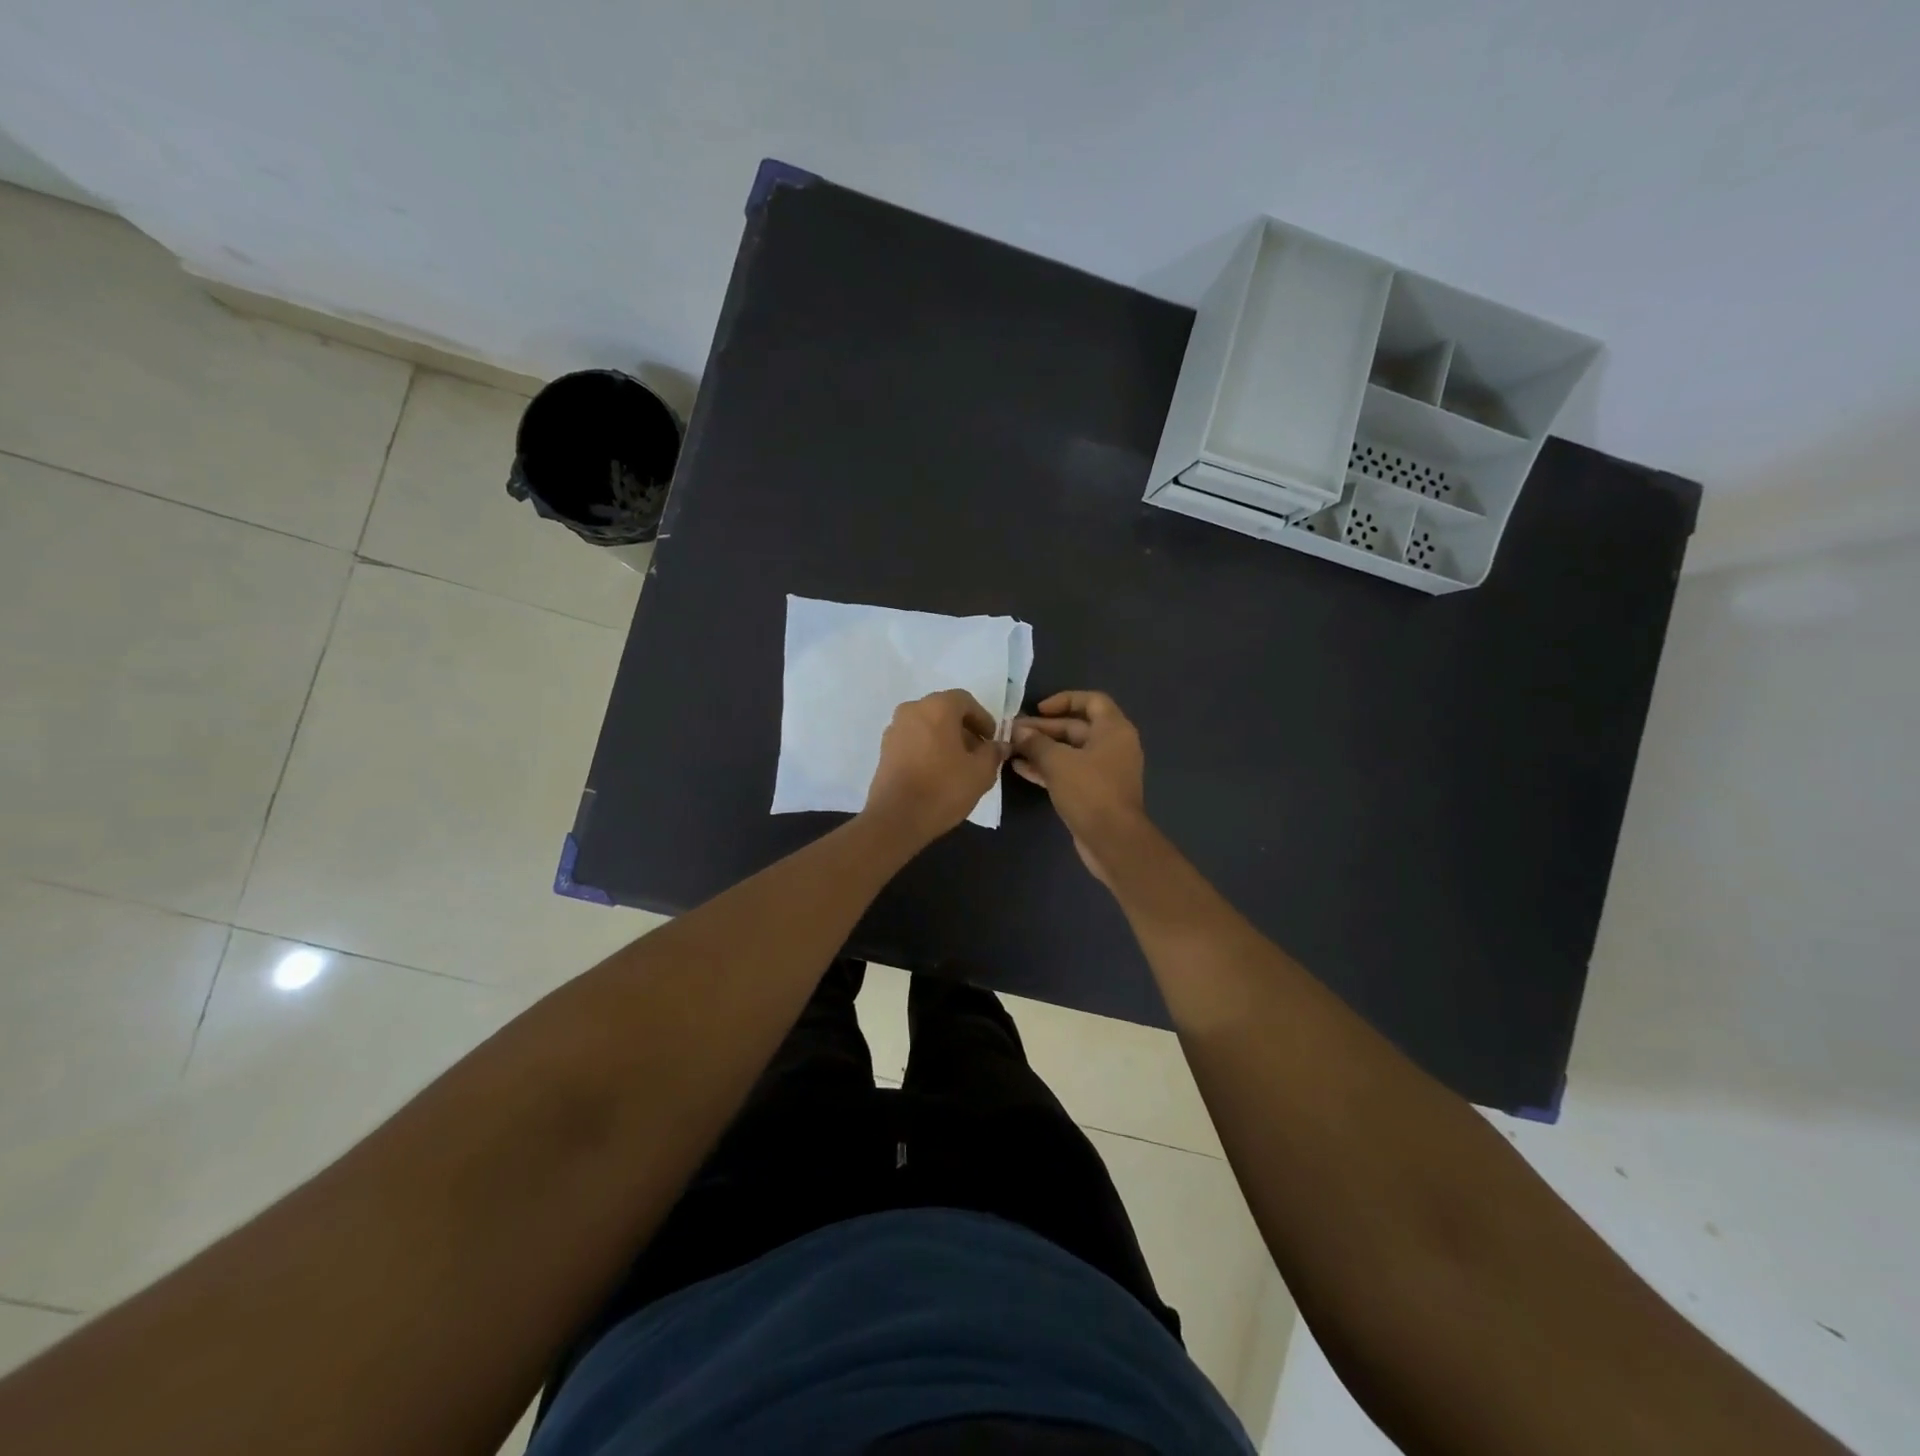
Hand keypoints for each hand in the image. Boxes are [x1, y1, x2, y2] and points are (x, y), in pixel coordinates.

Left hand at [863, 690, 1008, 846]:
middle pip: (944, 711)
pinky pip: (913, 739)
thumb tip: (998, 746)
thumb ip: (993, 753)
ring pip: (927, 725)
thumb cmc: (943, 789)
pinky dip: (928, 747)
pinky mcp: (884, 749)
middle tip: (978, 752)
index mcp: (937, 707)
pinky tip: (937, 771)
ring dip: (945, 738)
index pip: (965, 701)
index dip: (982, 718)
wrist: (896, 818)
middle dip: (964, 728)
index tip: (991, 739)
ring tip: (959, 764)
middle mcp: (912, 710)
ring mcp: (894, 729)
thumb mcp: (980, 772)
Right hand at [1010, 691, 1147, 884]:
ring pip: (1069, 752)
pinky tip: (1020, 769)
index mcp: (1114, 730)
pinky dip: (1047, 768)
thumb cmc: (1090, 792)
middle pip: (1076, 727)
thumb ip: (1036, 743)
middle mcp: (1113, 746)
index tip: (1039, 709)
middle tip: (1014, 732)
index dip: (1065, 700)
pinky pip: (1069, 772)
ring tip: (1011, 749)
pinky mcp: (1094, 792)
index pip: (1092, 701)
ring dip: (1041, 749)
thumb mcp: (1058, 762)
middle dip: (1044, 729)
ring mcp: (1104, 771)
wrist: (1112, 841)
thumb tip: (1018, 731)